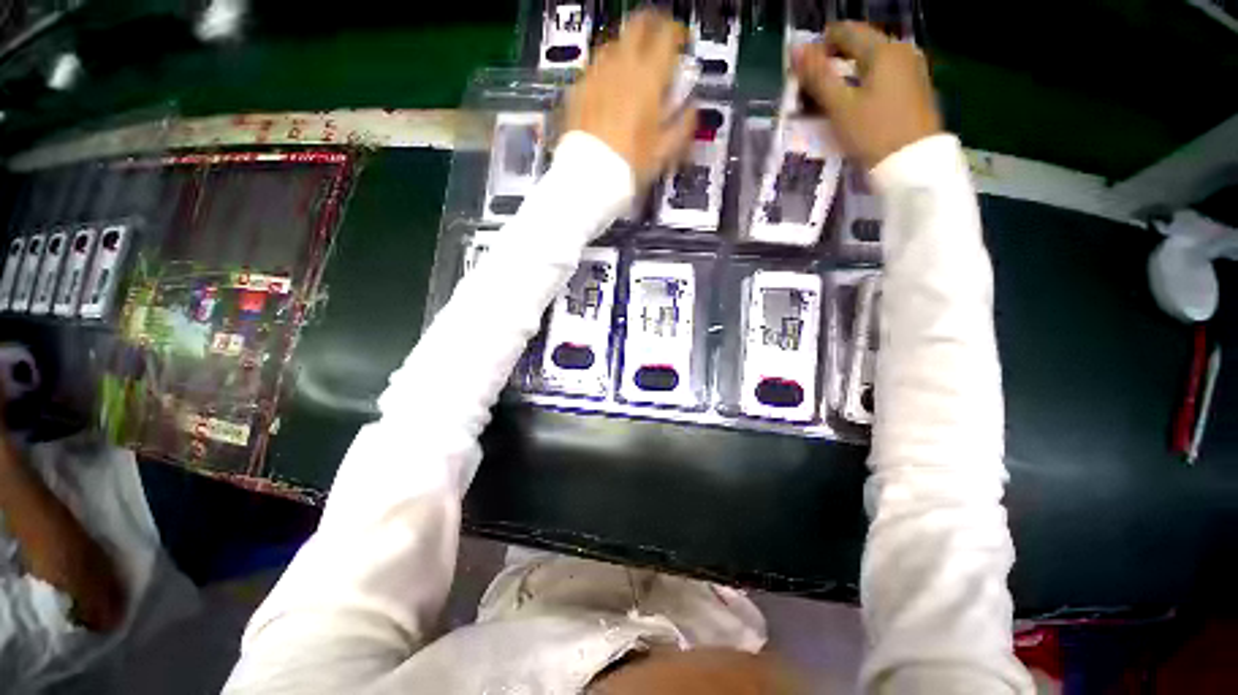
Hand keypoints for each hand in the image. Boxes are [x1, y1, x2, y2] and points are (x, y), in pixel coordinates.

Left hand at [563, 9, 696, 187]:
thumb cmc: (629, 166)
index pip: (667, 35)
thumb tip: (692, 109)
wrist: (588, 178)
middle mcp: (621, 67)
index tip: (681, 44)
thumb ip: (683, 125)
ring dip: (626, 50)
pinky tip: (607, 92)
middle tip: (656, 46)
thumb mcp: (665, 151)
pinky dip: (604, 73)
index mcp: (648, 78)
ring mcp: (595, 76)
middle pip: (637, 26)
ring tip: (631, 71)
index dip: (677, 34)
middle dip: (651, 28)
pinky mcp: (577, 90)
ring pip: (613, 44)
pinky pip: (593, 69)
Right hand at [792, 22, 941, 169]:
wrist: (912, 163)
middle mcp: (900, 51)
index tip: (804, 72)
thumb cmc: (873, 133)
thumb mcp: (840, 106)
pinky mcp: (915, 88)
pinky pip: (883, 76)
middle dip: (833, 62)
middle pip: (859, 45)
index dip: (820, 46)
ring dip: (847, 75)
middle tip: (813, 88)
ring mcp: (911, 69)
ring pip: (871, 62)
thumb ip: (818, 76)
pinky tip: (854, 104)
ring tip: (830, 99)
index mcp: (883, 49)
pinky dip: (863, 84)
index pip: (845, 31)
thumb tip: (796, 49)